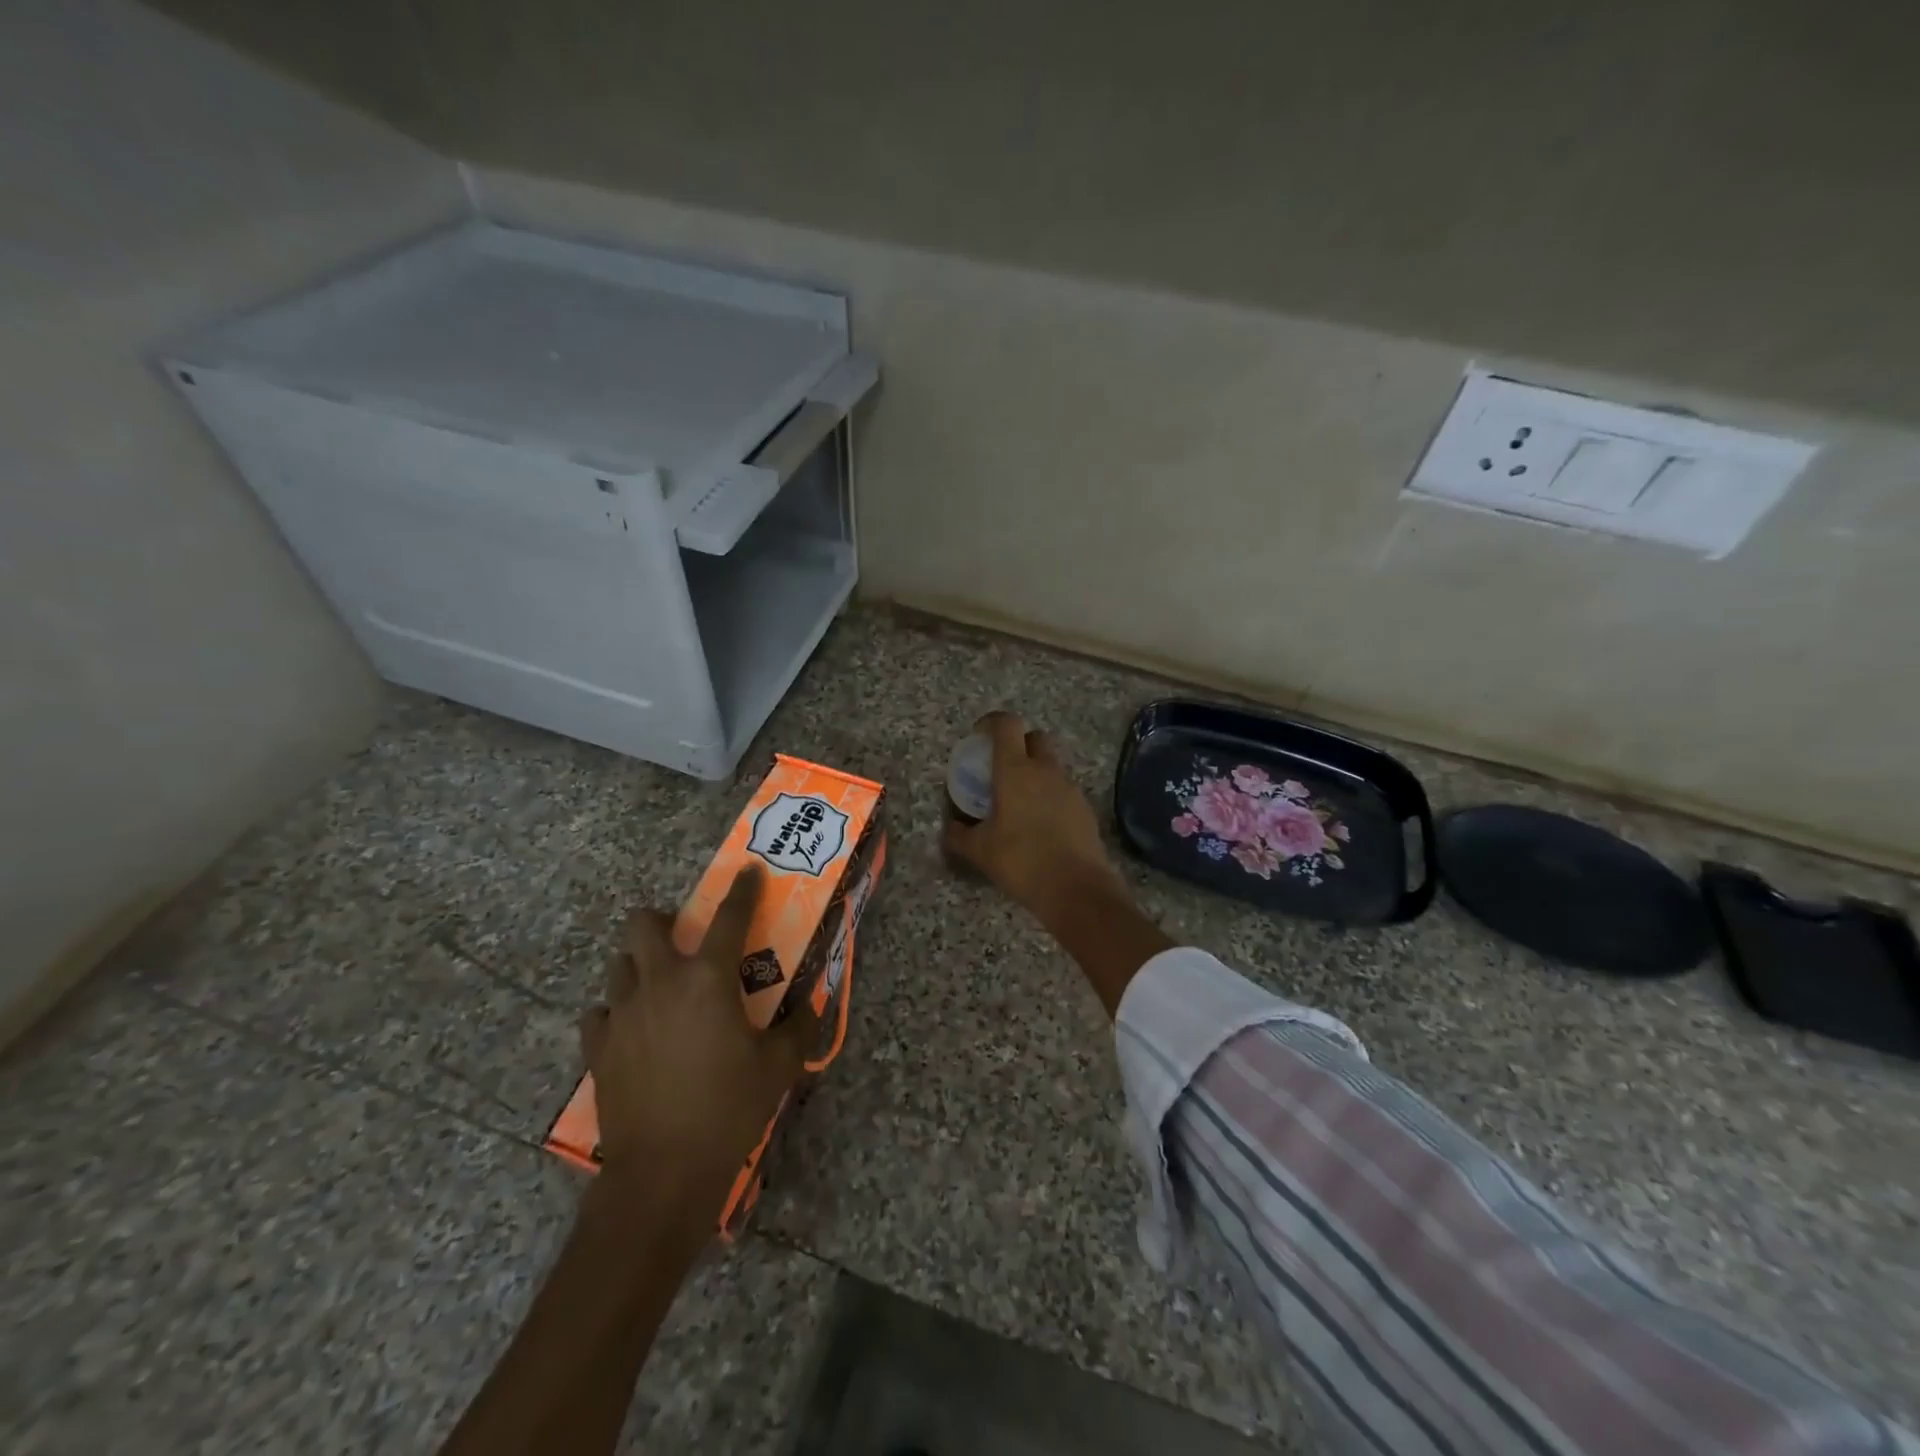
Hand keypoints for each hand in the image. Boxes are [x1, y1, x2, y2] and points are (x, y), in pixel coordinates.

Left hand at [578, 867, 816, 1228]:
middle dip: (663, 921)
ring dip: (640, 966)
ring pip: (619, 965)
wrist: (663, 1173)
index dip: (742, 890)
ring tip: (661, 988)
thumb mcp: (779, 1066)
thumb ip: (798, 1026)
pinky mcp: (599, 1048)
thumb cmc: (729, 1108)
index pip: (729, 917)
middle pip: (644, 924)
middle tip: (685, 941)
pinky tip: (634, 1030)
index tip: (747, 871)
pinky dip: (617, 1012)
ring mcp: (622, 1013)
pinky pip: (600, 1013)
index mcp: (708, 979)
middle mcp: (660, 983)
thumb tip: (810, 1004)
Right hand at [943, 711, 1126, 918]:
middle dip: (1018, 743)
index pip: (1007, 724)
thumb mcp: (979, 851)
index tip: (979, 736)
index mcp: (1015, 770)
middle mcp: (1045, 770)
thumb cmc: (1021, 861)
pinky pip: (1063, 789)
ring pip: (1051, 764)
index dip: (992, 722)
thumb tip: (950, 828)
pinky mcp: (1084, 807)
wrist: (1076, 888)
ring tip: (1020, 801)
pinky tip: (1041, 824)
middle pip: (1035, 737)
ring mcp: (1069, 787)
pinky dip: (1050, 795)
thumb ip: (959, 835)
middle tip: (1002, 768)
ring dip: (1035, 771)